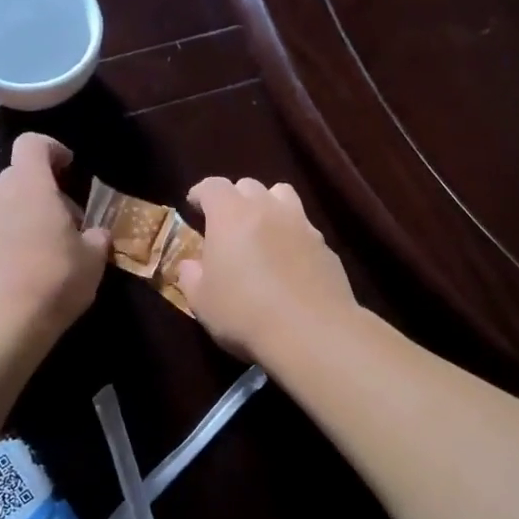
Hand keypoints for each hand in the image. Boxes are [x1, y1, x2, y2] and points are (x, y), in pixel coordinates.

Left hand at [0, 133, 108, 346]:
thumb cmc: (52, 281)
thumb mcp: (92, 262)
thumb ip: (95, 239)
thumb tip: (96, 234)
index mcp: (28, 185)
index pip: (32, 144)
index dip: (51, 149)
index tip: (67, 166)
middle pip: (14, 177)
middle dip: (37, 192)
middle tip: (60, 222)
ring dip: (13, 215)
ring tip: (33, 245)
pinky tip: (12, 272)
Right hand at [178, 177, 357, 362]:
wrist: (311, 333)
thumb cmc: (244, 313)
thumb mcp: (201, 301)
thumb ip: (191, 276)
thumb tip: (192, 265)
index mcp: (230, 215)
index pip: (212, 186)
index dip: (201, 193)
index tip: (193, 205)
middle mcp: (268, 209)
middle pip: (249, 186)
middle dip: (234, 198)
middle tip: (226, 223)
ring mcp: (302, 225)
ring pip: (283, 196)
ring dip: (268, 205)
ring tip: (261, 230)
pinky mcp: (326, 247)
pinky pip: (304, 228)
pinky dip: (291, 235)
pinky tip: (288, 262)